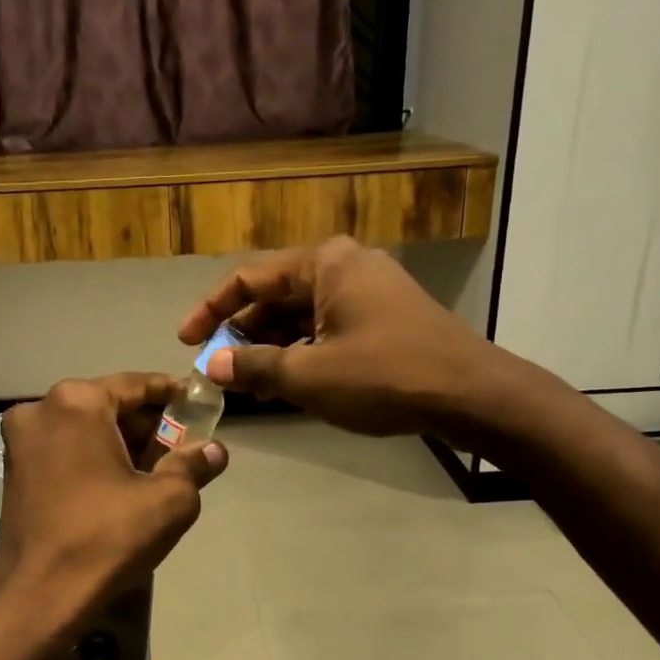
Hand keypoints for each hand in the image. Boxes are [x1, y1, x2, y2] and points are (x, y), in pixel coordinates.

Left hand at [0, 374, 228, 636]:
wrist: (39, 596)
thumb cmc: (106, 538)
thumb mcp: (168, 501)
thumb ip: (194, 465)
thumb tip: (214, 449)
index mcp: (77, 402)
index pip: (136, 385)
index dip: (171, 393)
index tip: (197, 401)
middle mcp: (42, 409)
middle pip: (108, 405)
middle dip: (146, 423)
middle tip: (183, 442)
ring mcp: (21, 439)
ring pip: (84, 427)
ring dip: (120, 441)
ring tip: (158, 466)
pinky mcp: (13, 469)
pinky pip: (64, 448)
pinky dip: (93, 456)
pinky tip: (120, 482)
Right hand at [177, 236, 540, 446]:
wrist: (474, 396)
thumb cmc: (386, 376)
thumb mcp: (310, 376)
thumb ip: (254, 367)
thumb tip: (211, 366)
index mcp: (324, 263)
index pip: (248, 278)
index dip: (210, 310)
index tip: (184, 340)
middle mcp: (344, 266)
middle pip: (274, 295)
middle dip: (241, 334)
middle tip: (216, 369)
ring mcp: (367, 290)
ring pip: (300, 314)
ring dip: (270, 347)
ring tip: (245, 384)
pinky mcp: (383, 316)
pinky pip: (326, 326)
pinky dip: (301, 351)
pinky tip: (285, 383)